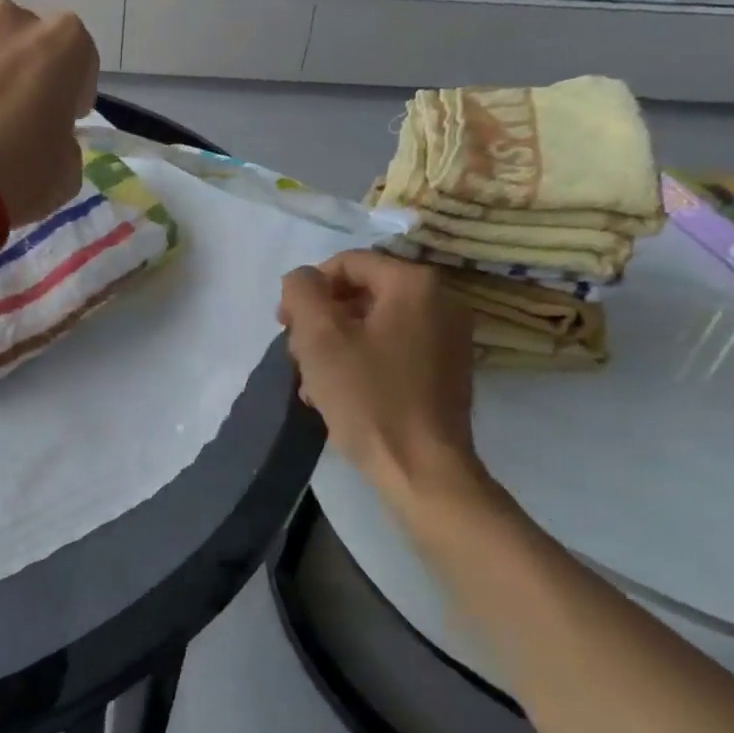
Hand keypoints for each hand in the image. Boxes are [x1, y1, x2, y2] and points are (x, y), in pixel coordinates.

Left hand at [0, 0, 98, 226]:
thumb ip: (64, 145)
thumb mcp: (66, 174)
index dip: (72, 92)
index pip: (79, 58)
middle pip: (22, 38)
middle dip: (21, 70)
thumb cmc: (16, 175)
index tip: (62, 121)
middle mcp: (7, 20)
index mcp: (60, 43)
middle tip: (13, 118)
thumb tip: (47, 140)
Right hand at [278, 251, 479, 487]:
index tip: (284, 325)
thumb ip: (302, 292)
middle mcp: (441, 301)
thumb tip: (302, 279)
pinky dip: (362, 362)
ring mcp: (448, 337)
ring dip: (336, 346)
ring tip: (313, 383)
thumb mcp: (319, 337)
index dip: (307, 290)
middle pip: (361, 293)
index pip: (347, 263)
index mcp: (414, 284)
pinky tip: (338, 394)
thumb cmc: (368, 397)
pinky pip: (393, 349)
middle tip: (297, 356)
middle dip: (321, 321)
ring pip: (373, 324)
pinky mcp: (446, 370)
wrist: (422, 469)